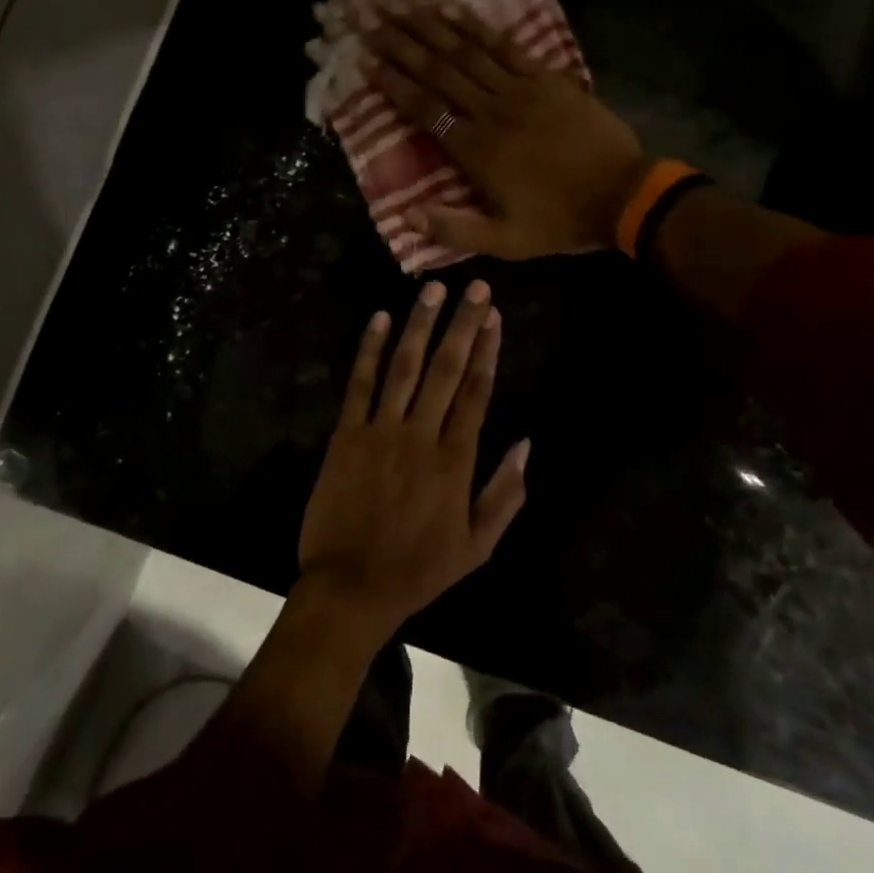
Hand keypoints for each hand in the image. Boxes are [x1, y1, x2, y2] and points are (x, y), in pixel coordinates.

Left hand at [298, 280, 528, 637]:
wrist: (351, 587)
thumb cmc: (418, 569)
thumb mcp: (477, 546)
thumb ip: (505, 494)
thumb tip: (527, 444)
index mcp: (455, 460)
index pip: (477, 391)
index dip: (486, 349)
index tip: (494, 315)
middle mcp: (421, 435)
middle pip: (446, 369)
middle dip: (461, 324)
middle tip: (473, 285)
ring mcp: (381, 431)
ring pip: (404, 367)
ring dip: (419, 325)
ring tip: (432, 289)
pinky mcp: (346, 434)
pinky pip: (359, 384)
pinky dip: (368, 350)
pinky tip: (378, 319)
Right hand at [365, 5, 648, 258]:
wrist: (623, 195)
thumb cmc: (560, 220)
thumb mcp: (506, 242)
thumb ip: (455, 229)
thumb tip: (405, 216)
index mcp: (476, 151)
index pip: (424, 110)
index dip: (393, 84)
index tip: (366, 62)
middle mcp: (490, 112)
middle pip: (439, 72)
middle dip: (402, 46)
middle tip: (373, 23)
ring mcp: (520, 90)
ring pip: (467, 53)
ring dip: (432, 29)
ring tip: (403, 9)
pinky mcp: (547, 78)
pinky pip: (506, 47)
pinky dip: (479, 28)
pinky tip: (456, 12)